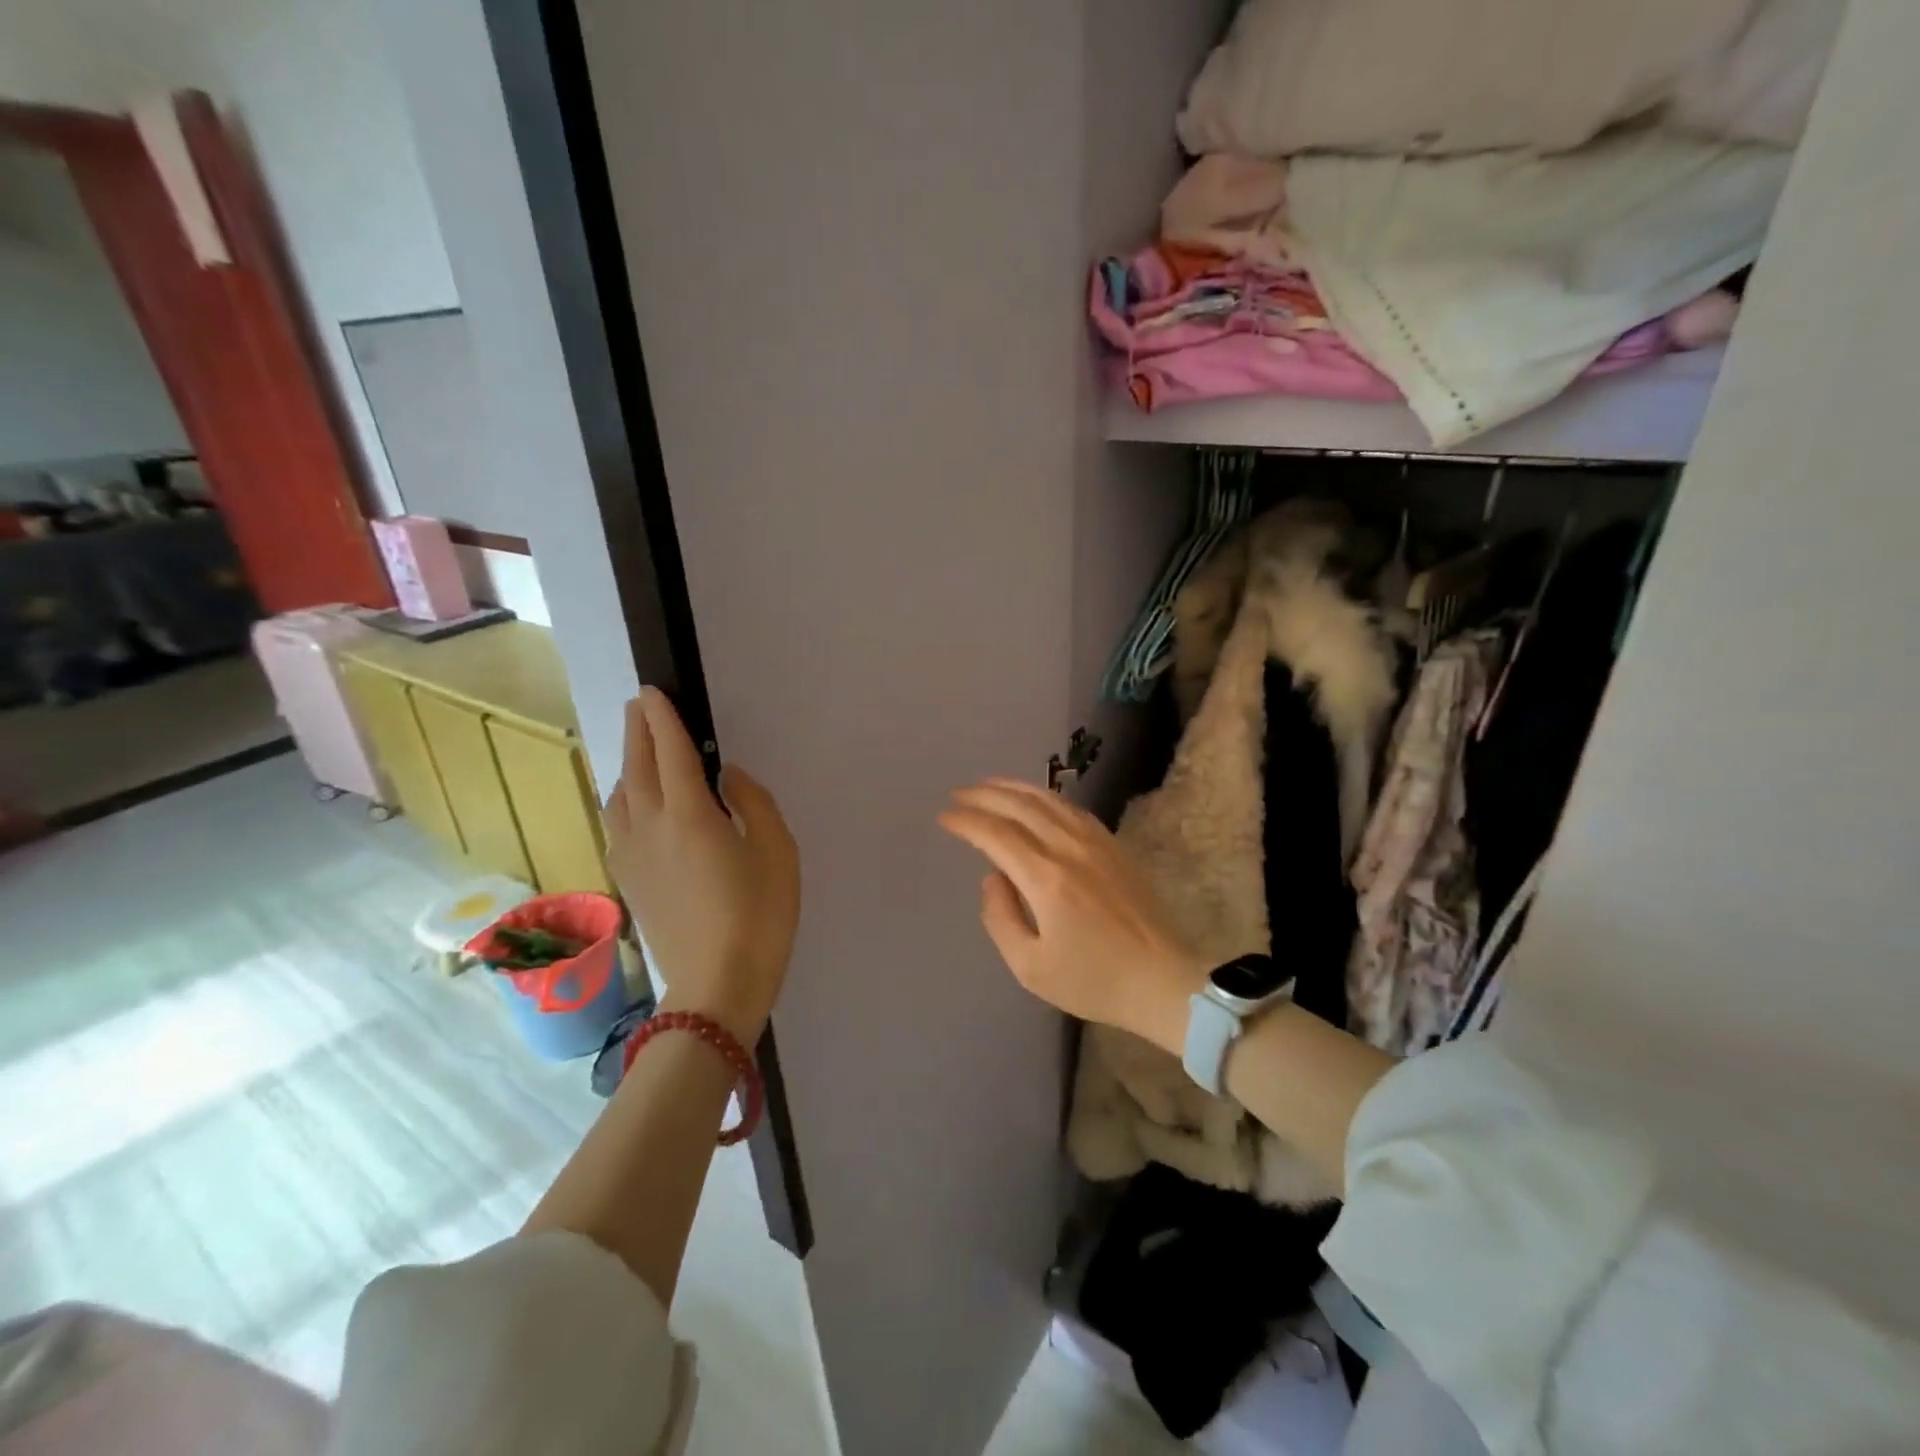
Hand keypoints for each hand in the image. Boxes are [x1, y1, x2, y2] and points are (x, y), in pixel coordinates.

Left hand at [604, 689, 799, 1043]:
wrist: (716, 985)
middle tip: (640, 705)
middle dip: (639, 730)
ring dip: (629, 762)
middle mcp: (650, 826)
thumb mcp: (777, 851)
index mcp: (689, 814)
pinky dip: (624, 795)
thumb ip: (753, 803)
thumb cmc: (760, 915)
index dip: (662, 718)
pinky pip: (618, 821)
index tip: (653, 692)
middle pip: (638, 766)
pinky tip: (634, 801)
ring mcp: (632, 855)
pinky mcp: (627, 879)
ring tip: (640, 748)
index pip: (671, 751)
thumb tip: (726, 778)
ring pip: (621, 794)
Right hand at [938, 778, 1201, 1052]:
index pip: (996, 834)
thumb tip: (991, 876)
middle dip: (984, 795)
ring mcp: (1096, 842)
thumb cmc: (1093, 981)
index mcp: (1047, 878)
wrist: (1163, 981)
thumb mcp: (1030, 967)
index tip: (944, 817)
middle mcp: (1070, 848)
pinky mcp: (1114, 845)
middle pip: (1020, 805)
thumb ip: (1000, 917)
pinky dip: (1044, 796)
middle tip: (958, 793)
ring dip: (1013, 787)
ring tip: (988, 785)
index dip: (967, 821)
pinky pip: (1072, 808)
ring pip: (1048, 799)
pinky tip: (1034, 799)